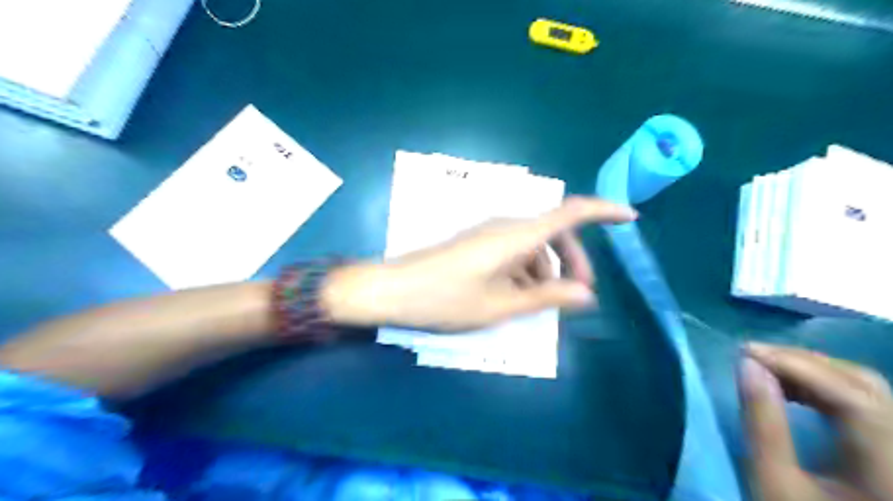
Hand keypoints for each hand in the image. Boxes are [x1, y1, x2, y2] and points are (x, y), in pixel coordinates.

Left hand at [322, 195, 633, 331]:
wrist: (392, 290)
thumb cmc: (445, 300)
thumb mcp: (500, 305)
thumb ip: (546, 296)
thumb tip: (586, 294)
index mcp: (516, 236)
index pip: (569, 213)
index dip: (602, 211)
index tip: (630, 217)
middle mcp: (505, 226)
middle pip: (554, 233)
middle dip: (573, 261)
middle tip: (578, 297)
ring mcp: (489, 234)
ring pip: (534, 245)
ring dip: (547, 270)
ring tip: (541, 305)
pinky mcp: (477, 243)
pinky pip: (515, 251)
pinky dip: (526, 271)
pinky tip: (517, 297)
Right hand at [740, 343, 892, 500]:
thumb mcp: (772, 481)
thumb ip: (761, 421)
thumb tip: (747, 365)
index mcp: (889, 471)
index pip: (853, 399)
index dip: (798, 366)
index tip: (745, 353)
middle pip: (866, 386)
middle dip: (804, 362)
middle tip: (753, 356)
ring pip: (867, 389)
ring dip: (812, 371)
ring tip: (765, 367)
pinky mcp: (889, 448)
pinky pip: (864, 402)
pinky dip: (823, 387)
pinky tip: (791, 387)